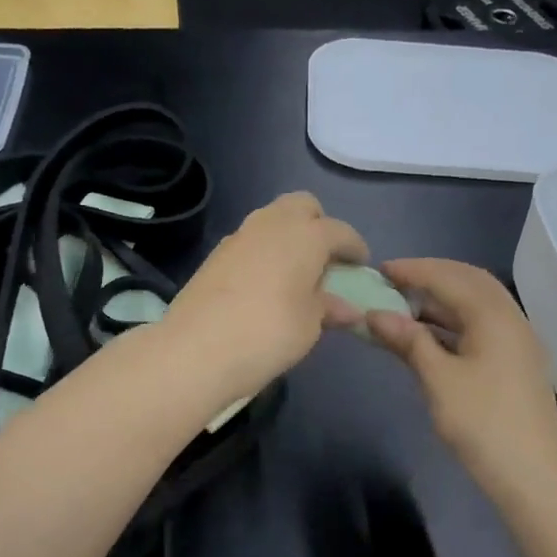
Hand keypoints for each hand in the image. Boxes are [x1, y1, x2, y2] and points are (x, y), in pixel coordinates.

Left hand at [164, 192, 368, 403]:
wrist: (196, 350)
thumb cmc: (269, 333)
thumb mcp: (310, 325)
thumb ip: (328, 308)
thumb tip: (347, 308)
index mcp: (305, 235)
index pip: (340, 231)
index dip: (354, 247)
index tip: (361, 265)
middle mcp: (272, 224)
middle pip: (302, 206)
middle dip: (318, 225)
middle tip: (325, 260)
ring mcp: (240, 236)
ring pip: (272, 219)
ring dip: (289, 237)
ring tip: (296, 273)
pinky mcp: (216, 255)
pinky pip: (251, 241)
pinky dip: (265, 252)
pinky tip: (265, 284)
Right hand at [367, 258, 556, 503]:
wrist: (532, 476)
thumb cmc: (482, 424)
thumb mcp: (438, 380)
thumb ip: (409, 341)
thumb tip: (375, 313)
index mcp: (494, 316)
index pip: (448, 278)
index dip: (412, 271)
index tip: (379, 269)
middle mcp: (511, 319)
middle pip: (469, 282)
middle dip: (431, 276)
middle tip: (394, 282)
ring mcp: (517, 342)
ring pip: (477, 305)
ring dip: (442, 299)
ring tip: (405, 305)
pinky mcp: (516, 363)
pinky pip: (482, 326)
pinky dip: (453, 322)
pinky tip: (430, 335)